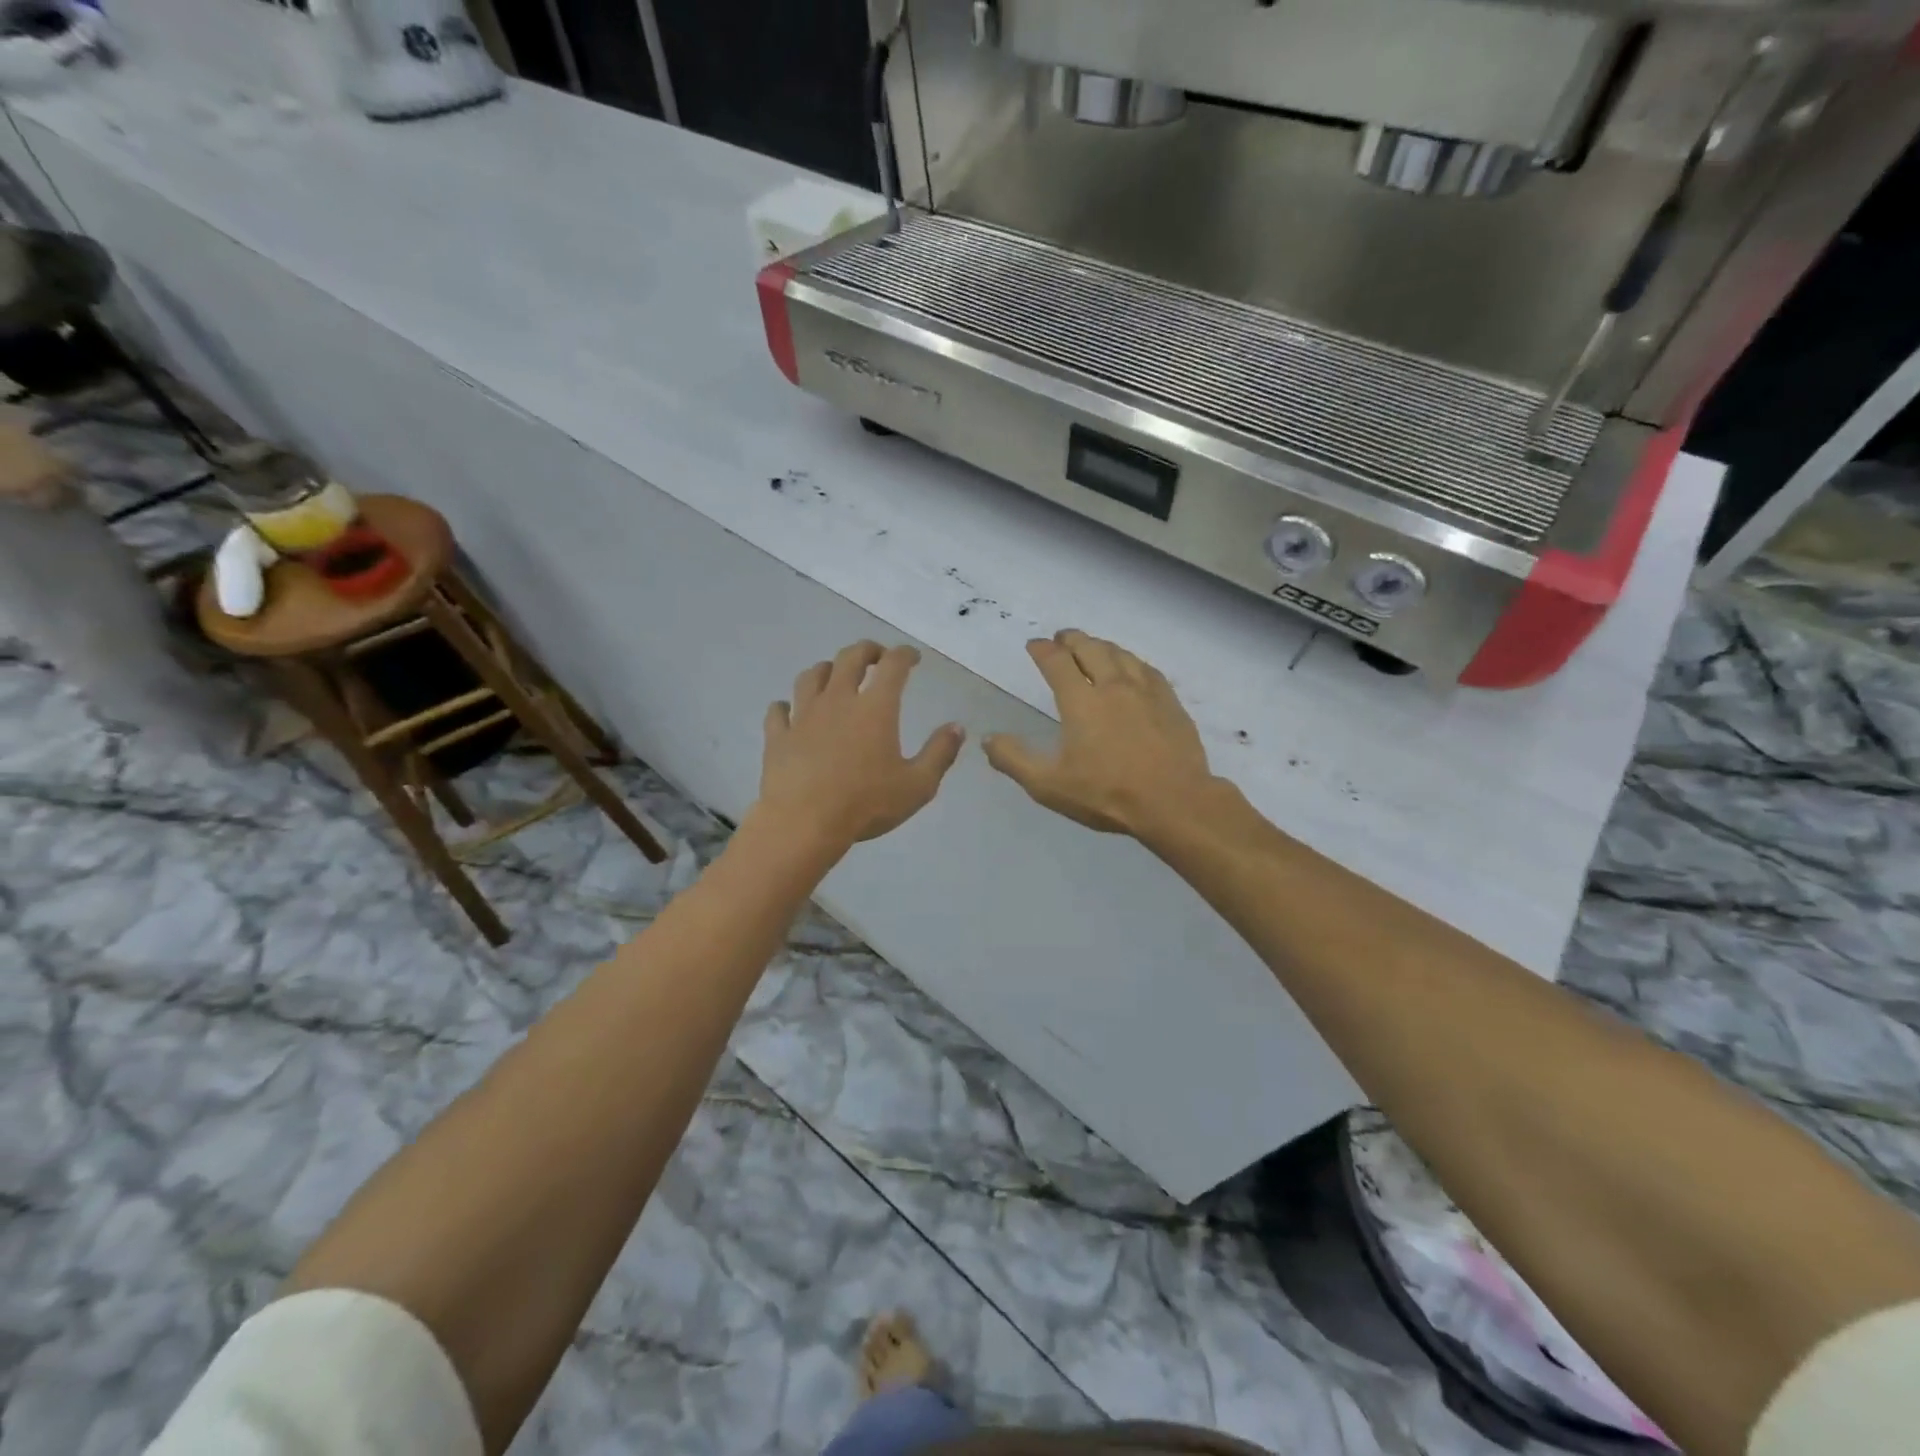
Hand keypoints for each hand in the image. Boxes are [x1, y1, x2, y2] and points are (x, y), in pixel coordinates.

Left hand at [756, 641, 964, 849]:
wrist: (804, 823)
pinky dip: (786, 706)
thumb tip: (957, 727)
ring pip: (812, 676)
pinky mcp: (778, 736)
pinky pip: (779, 710)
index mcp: (875, 708)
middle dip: (867, 650)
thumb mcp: (918, 785)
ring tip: (835, 675)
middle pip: (849, 658)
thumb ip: (940, 753)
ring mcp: (803, 715)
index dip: (905, 654)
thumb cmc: (866, 804)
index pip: (893, 665)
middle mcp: (838, 700)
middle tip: (876, 656)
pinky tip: (790, 710)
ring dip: (827, 669)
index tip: (912, 657)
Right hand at [984, 630, 1216, 837]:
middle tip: (1062, 638)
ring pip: (1121, 654)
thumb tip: (987, 739)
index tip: (1034, 645)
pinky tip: (1133, 668)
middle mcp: (1113, 686)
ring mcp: (1146, 692)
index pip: (1057, 662)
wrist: (1174, 801)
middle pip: (1090, 648)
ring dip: (1102, 645)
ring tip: (1094, 646)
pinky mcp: (1170, 703)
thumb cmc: (1107, 794)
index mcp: (1081, 701)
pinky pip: (1148, 670)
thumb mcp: (1049, 785)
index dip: (1043, 650)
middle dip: (1072, 639)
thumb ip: (1014, 760)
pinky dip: (1132, 661)